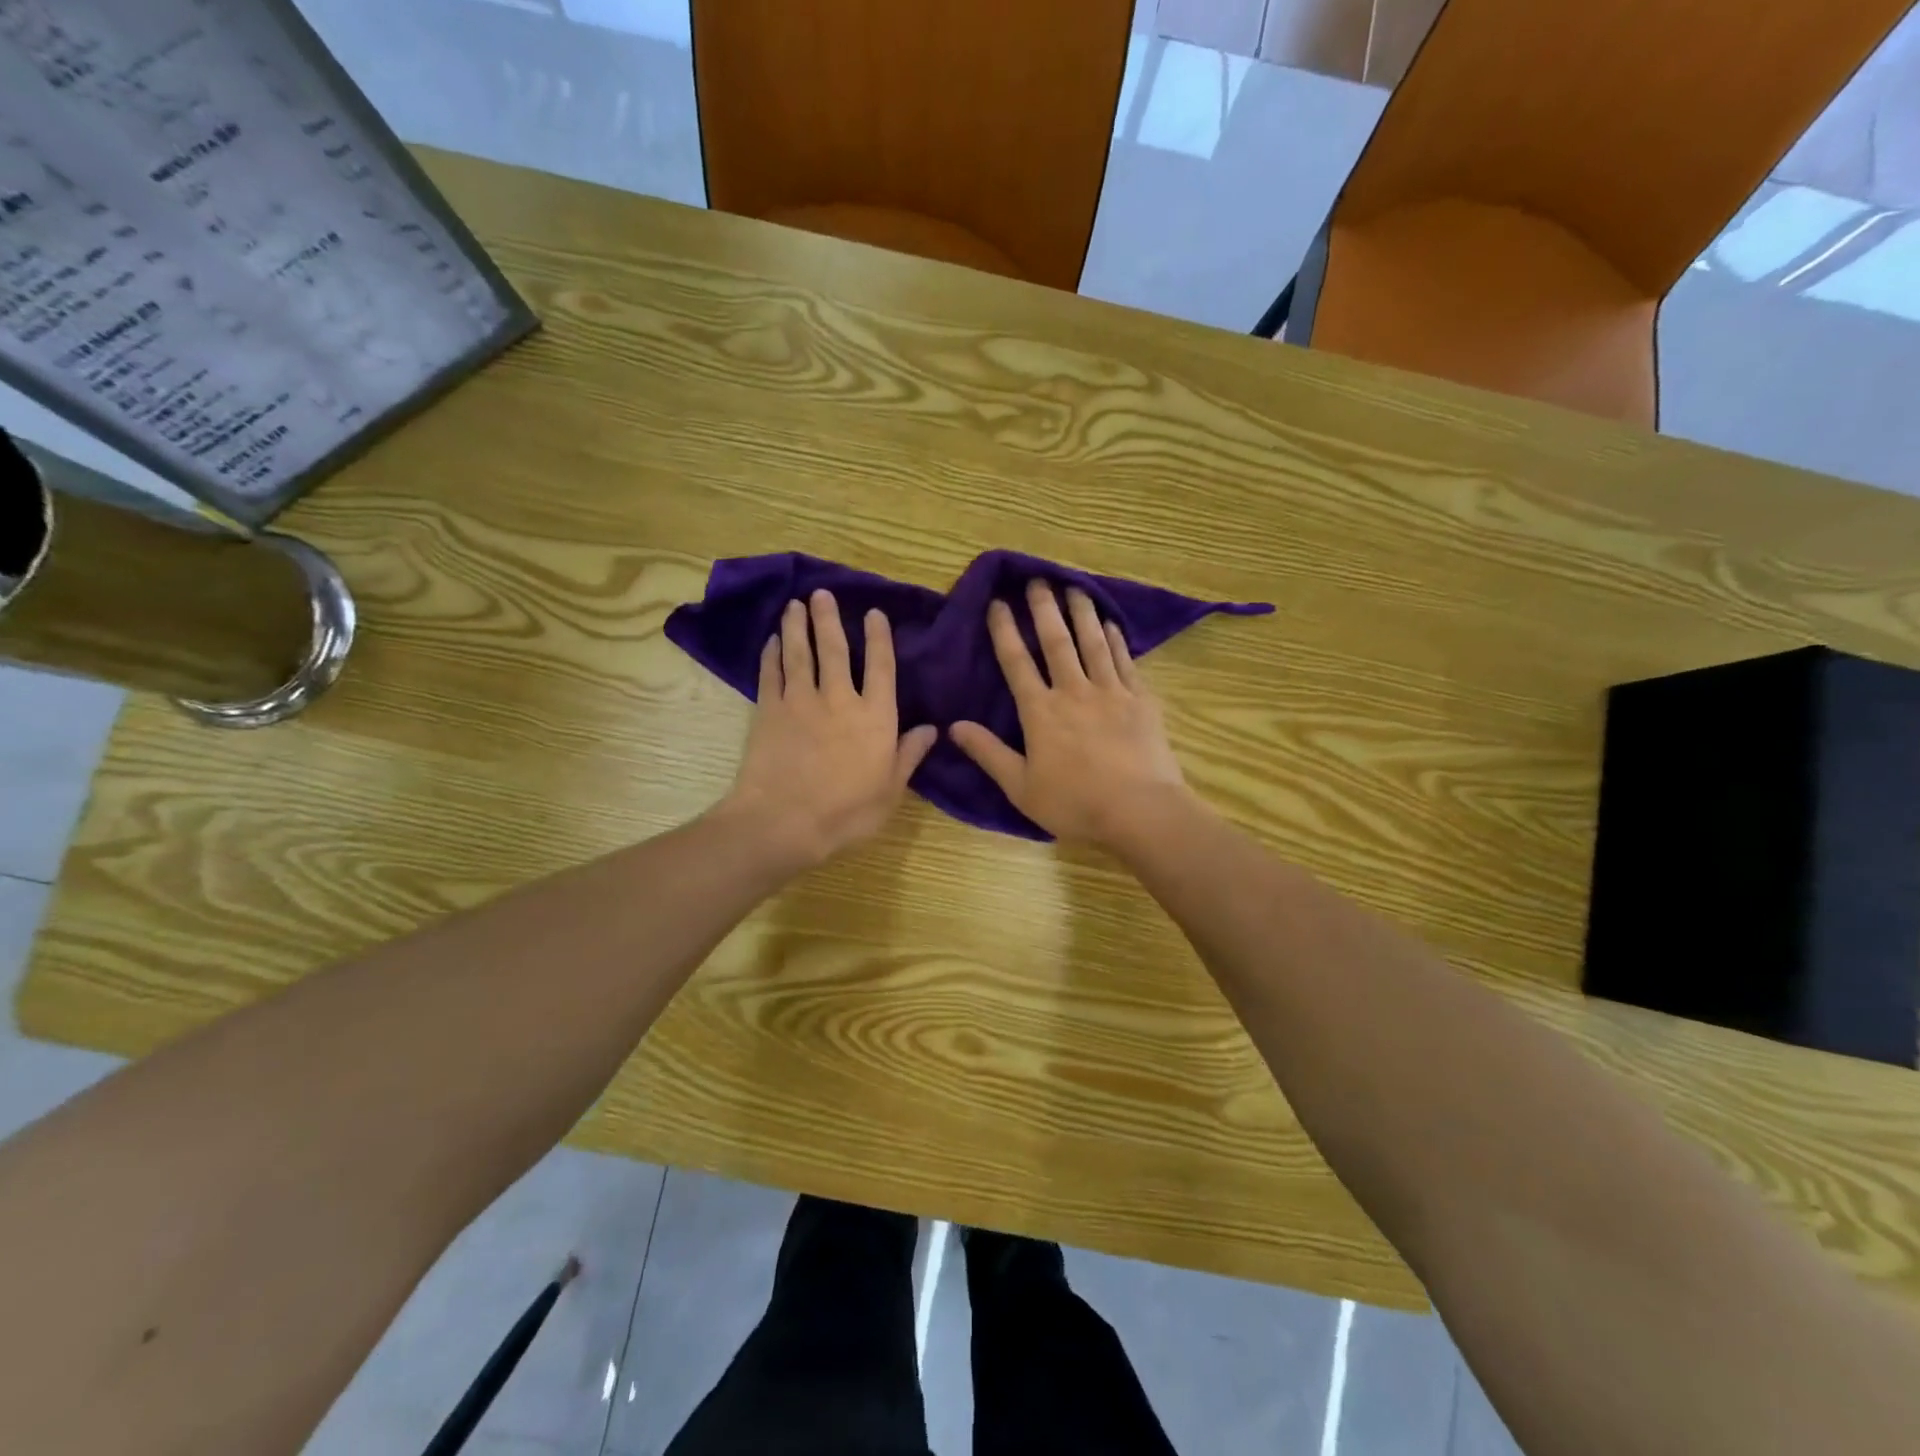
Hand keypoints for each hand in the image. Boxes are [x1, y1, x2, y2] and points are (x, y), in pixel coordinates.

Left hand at [723, 590, 935, 867]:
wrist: (784, 821)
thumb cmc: (847, 812)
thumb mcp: (891, 790)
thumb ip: (909, 754)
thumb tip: (932, 728)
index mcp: (875, 717)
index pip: (881, 667)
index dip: (879, 638)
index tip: (874, 614)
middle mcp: (839, 699)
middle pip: (835, 649)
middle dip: (829, 619)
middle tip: (822, 594)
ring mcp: (800, 701)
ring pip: (800, 654)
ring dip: (798, 627)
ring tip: (795, 605)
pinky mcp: (768, 711)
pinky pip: (770, 674)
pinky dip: (771, 655)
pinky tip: (772, 641)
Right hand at [950, 581, 1192, 847]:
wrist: (1140, 811)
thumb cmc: (1075, 804)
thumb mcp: (1021, 788)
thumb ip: (988, 754)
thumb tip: (954, 726)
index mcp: (1041, 712)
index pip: (1017, 662)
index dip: (1004, 630)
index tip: (998, 602)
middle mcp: (1074, 692)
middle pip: (1056, 641)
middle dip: (1044, 608)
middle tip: (1037, 579)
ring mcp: (1111, 692)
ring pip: (1093, 643)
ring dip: (1082, 613)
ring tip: (1075, 587)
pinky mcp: (1141, 700)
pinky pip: (1125, 661)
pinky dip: (1116, 640)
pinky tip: (1111, 624)